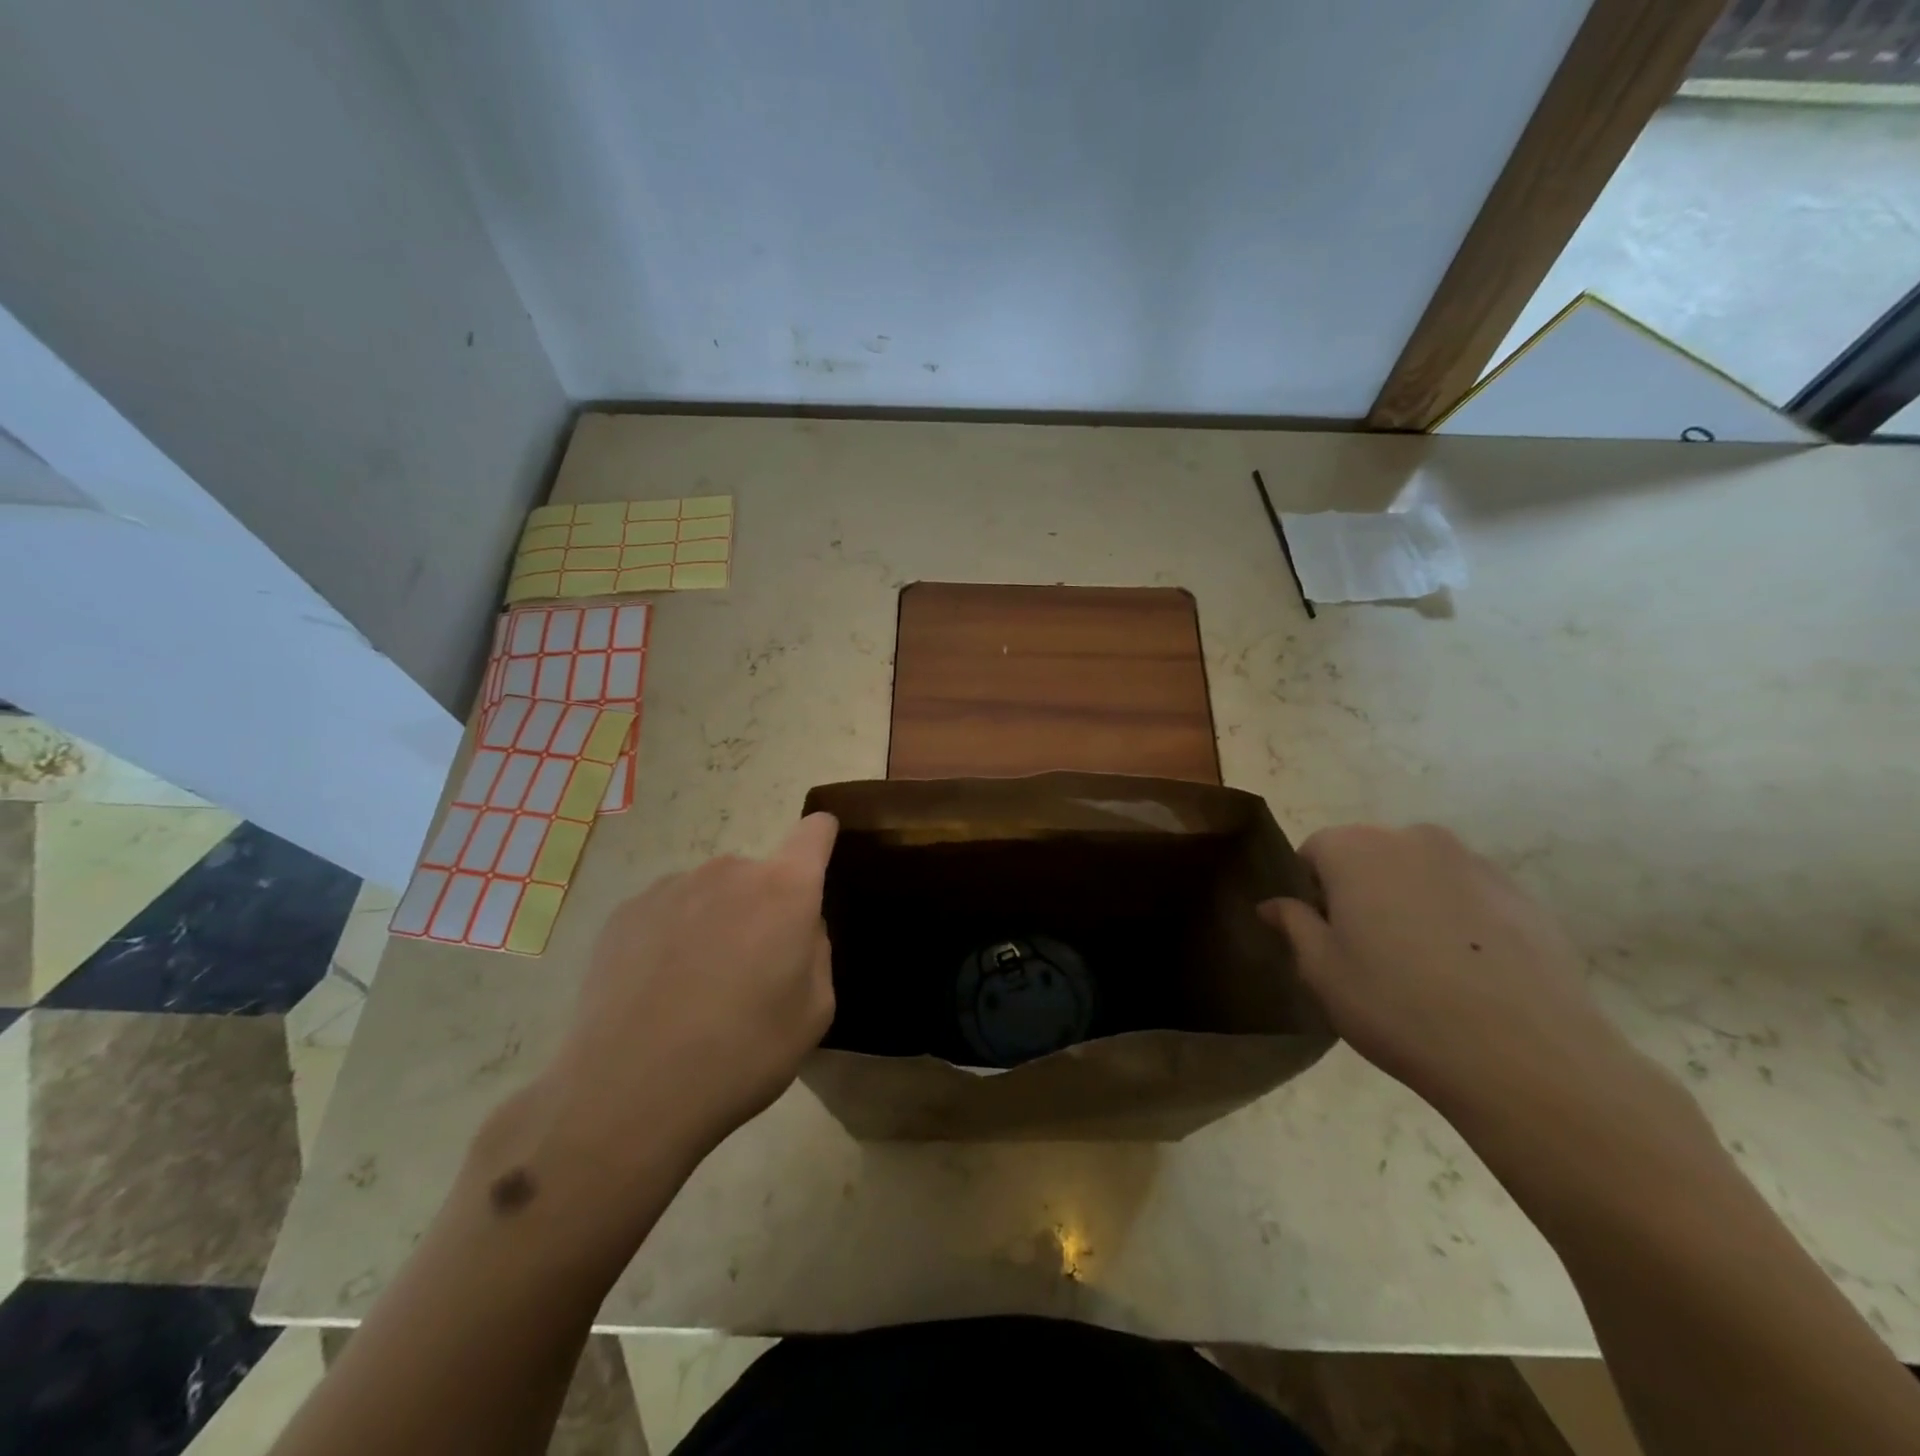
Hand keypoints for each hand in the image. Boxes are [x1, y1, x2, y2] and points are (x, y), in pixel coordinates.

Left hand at [537, 813, 838, 1176]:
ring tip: (696, 986)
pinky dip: (673, 935)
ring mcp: (672, 887)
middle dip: (764, 908)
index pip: (814, 833)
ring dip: (716, 920)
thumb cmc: (741, 1054)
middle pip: (760, 874)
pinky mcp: (626, 911)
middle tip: (750, 969)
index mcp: (785, 890)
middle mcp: (729, 871)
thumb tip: (797, 928)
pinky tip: (657, 989)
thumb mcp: (814, 1013)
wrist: (626, 1094)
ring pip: (712, 893)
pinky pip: (669, 910)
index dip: (821, 838)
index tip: (818, 858)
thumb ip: (816, 951)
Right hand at [1259, 823, 1646, 1125]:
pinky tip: (1467, 974)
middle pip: (1369, 856)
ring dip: (1410, 903)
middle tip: (1367, 952)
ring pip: (1420, 874)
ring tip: (1422, 966)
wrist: (1525, 1056)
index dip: (1311, 892)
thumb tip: (1272, 904)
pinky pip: (1468, 897)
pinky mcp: (1522, 895)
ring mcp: (1474, 863)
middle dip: (1360, 892)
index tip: (1323, 936)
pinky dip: (1457, 920)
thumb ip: (1294, 925)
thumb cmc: (1397, 1006)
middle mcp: (1413, 838)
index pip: (1314, 851)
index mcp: (1355, 849)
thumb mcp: (1322, 971)